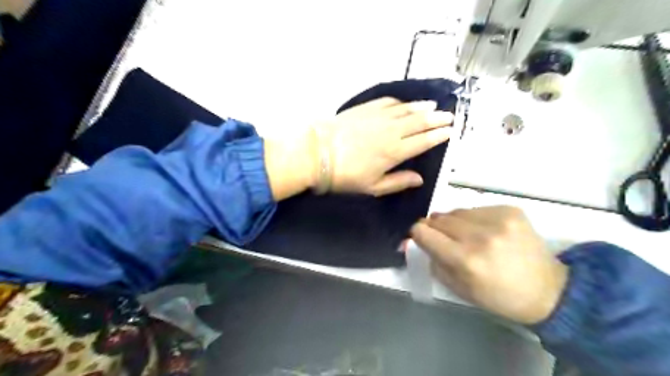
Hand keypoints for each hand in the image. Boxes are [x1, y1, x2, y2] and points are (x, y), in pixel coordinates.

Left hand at [264, 98, 451, 200]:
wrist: (317, 153)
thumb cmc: (345, 175)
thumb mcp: (373, 187)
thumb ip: (398, 182)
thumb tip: (420, 179)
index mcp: (395, 152)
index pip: (423, 141)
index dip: (439, 136)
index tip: (451, 131)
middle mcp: (392, 130)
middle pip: (419, 122)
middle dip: (437, 119)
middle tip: (449, 115)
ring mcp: (378, 116)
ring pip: (406, 109)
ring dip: (422, 108)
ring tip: (433, 106)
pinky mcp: (365, 108)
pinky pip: (388, 102)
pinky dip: (400, 103)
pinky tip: (404, 103)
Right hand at [412, 207, 566, 324]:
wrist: (549, 290)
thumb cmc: (498, 296)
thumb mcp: (458, 289)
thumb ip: (432, 261)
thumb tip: (412, 241)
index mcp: (465, 260)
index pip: (423, 232)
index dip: (417, 234)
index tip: (422, 239)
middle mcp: (480, 236)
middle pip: (438, 218)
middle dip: (436, 229)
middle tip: (447, 241)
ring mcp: (498, 220)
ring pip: (456, 211)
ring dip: (455, 223)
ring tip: (469, 236)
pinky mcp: (511, 210)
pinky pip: (476, 208)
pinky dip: (474, 218)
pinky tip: (487, 231)